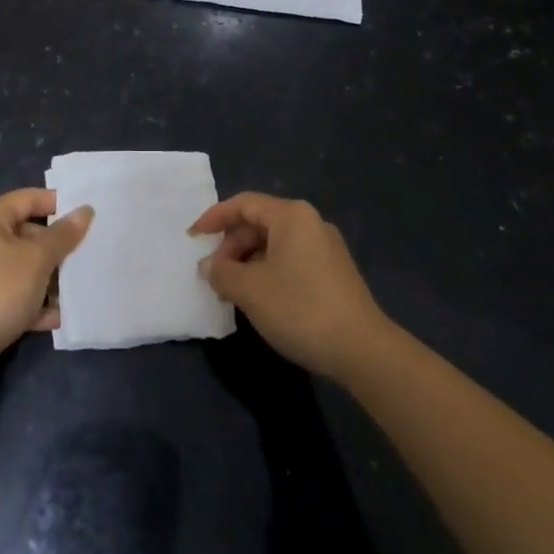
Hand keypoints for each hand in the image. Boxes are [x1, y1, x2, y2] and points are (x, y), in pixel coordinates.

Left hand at [0, 188, 92, 370]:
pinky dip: (32, 301)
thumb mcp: (37, 260)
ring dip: (48, 278)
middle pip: (27, 232)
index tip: (90, 216)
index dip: (61, 204)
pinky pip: (11, 292)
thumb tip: (85, 210)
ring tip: (78, 289)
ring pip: (21, 265)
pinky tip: (57, 317)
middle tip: (88, 256)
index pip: (30, 198)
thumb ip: (63, 234)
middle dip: (57, 248)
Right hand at [192, 192, 391, 379]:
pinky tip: (259, 298)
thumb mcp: (250, 290)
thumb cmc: (300, 308)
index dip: (214, 218)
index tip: (192, 237)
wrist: (362, 349)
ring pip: (275, 244)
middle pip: (259, 223)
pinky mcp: (333, 272)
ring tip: (231, 290)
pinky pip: (290, 260)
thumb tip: (209, 266)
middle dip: (231, 246)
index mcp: (291, 216)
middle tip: (212, 274)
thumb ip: (222, 272)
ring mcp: (325, 248)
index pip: (244, 204)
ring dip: (248, 262)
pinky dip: (267, 271)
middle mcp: (310, 223)